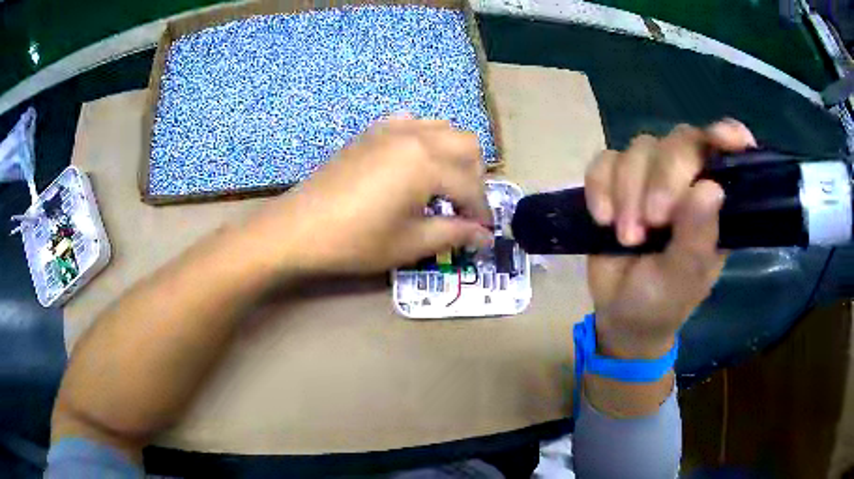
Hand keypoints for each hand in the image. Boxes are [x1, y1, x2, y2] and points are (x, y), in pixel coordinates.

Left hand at [249, 116, 493, 274]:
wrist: (300, 227)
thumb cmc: (355, 240)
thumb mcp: (409, 243)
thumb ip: (453, 234)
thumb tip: (483, 237)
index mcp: (427, 163)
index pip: (471, 186)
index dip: (482, 212)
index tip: (482, 233)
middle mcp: (415, 136)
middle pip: (467, 144)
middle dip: (475, 176)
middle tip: (464, 206)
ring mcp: (391, 128)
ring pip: (442, 128)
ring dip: (453, 154)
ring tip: (442, 184)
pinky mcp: (372, 131)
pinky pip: (412, 123)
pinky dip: (424, 139)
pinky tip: (413, 162)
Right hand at [583, 120, 756, 358]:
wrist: (620, 313)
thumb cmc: (664, 301)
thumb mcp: (684, 278)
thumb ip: (698, 238)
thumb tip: (710, 189)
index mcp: (714, 202)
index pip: (725, 154)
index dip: (727, 136)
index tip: (726, 140)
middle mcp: (686, 180)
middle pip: (679, 141)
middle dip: (663, 178)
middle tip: (652, 222)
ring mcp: (649, 177)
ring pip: (640, 149)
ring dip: (628, 191)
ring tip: (626, 238)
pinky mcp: (615, 181)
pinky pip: (604, 161)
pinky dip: (600, 187)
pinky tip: (602, 218)